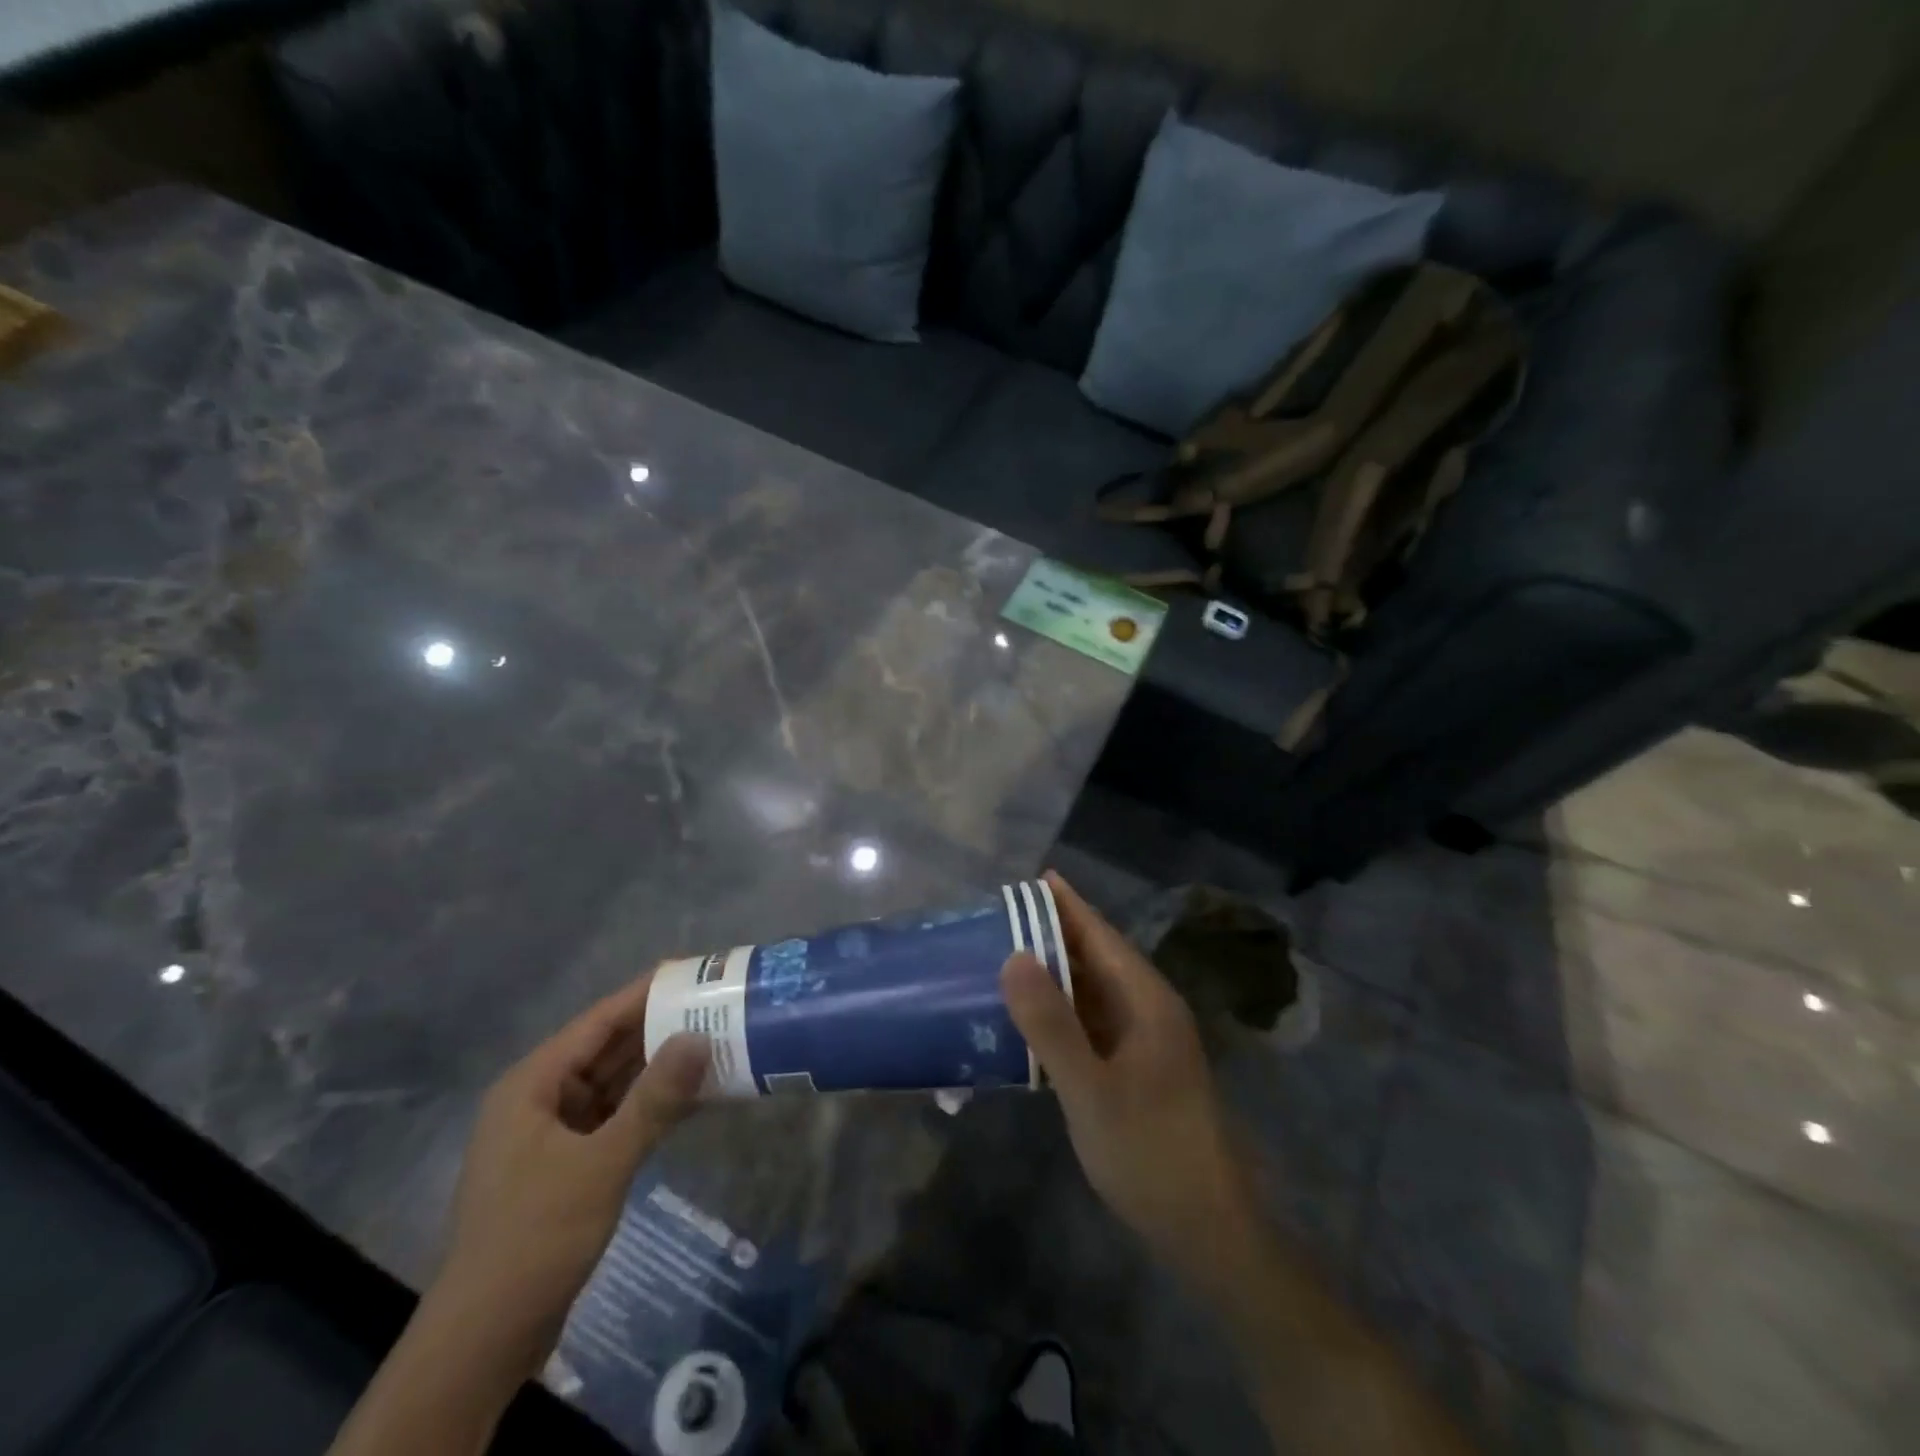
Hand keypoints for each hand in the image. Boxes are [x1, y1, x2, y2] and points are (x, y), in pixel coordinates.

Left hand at [428, 974, 710, 1375]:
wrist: (483, 1341)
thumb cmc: (534, 1237)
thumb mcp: (601, 1164)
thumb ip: (654, 1100)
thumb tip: (700, 1038)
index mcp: (533, 1084)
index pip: (599, 1021)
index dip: (646, 993)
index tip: (694, 971)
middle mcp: (541, 1099)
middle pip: (609, 1049)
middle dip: (661, 1029)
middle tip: (717, 1007)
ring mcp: (554, 1134)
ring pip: (616, 1085)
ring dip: (660, 1069)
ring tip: (716, 1044)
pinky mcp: (569, 1165)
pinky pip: (617, 1118)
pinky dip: (652, 1107)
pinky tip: (693, 1100)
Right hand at [1001, 872, 1258, 1279]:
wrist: (1208, 1229)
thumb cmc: (1150, 1150)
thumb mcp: (1090, 1088)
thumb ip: (1050, 1023)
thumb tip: (1013, 955)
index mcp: (1147, 1000)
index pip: (1101, 935)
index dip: (1068, 905)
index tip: (1034, 878)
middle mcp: (1150, 1010)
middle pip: (1098, 958)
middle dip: (1055, 935)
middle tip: (1004, 918)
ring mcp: (1146, 1042)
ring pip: (1096, 992)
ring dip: (1057, 974)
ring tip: (1008, 957)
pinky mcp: (1138, 1070)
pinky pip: (1095, 1024)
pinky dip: (1064, 1012)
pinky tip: (1033, 1019)